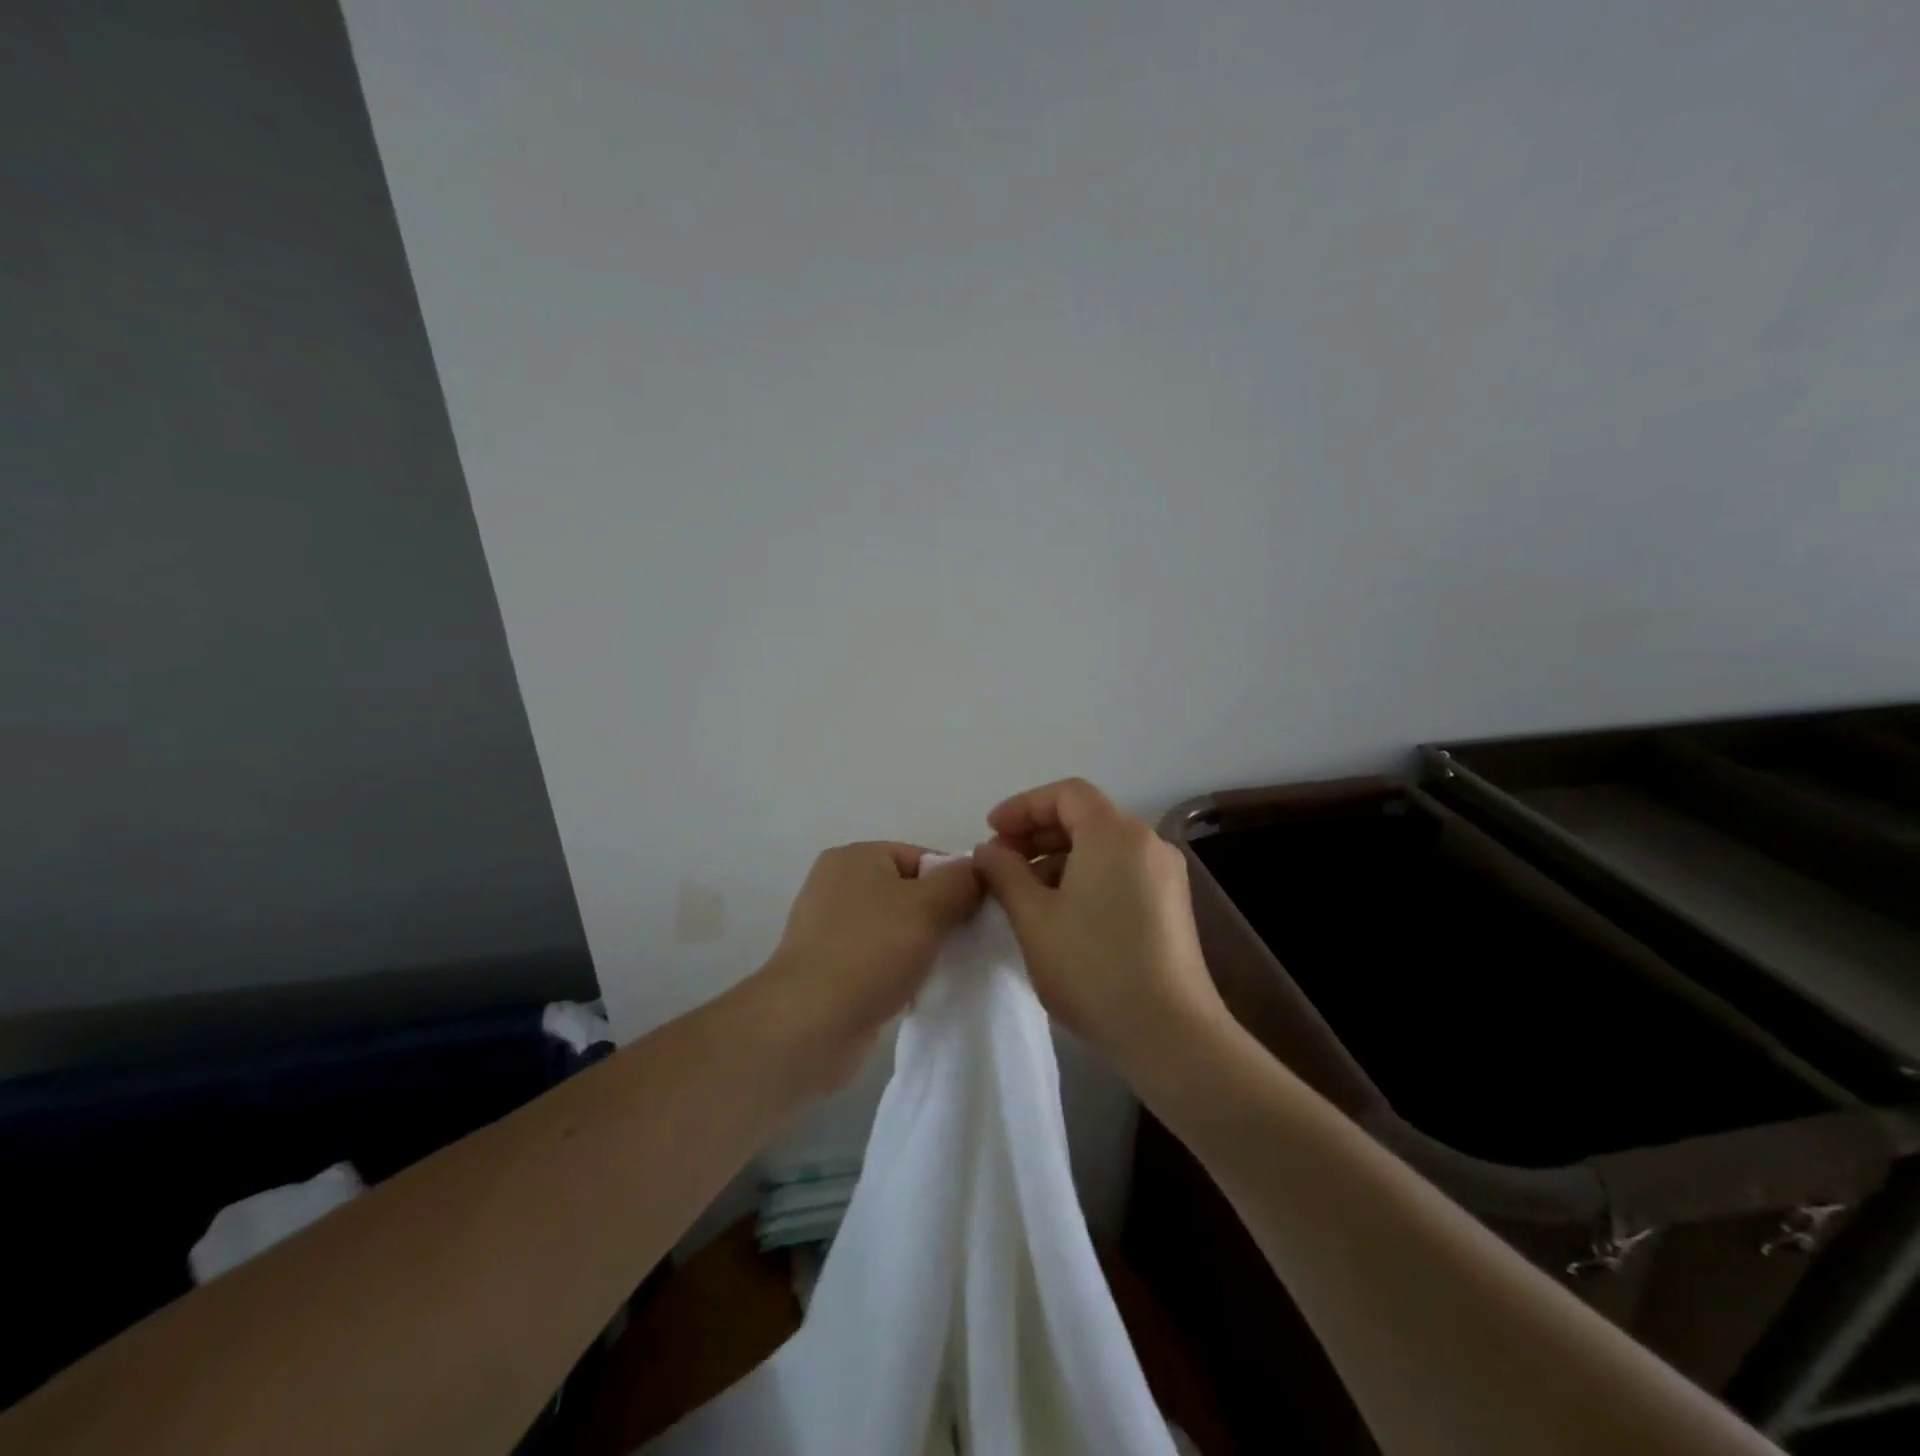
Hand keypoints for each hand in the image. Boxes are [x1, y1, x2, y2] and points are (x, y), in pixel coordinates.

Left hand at [751, 842, 982, 1092]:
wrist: (809, 1025)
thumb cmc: (870, 953)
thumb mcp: (928, 907)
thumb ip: (961, 882)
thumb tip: (981, 869)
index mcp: (855, 857)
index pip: (922, 857)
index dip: (955, 883)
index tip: (979, 915)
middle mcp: (838, 885)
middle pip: (910, 892)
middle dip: (941, 916)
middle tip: (968, 943)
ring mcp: (830, 928)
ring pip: (896, 928)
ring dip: (922, 947)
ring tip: (946, 968)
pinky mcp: (830, 968)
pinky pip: (879, 958)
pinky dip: (900, 970)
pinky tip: (919, 990)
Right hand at [973, 779, 1229, 1082]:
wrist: (1170, 1033)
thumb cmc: (1092, 967)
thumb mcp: (1033, 918)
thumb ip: (1005, 873)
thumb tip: (989, 850)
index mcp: (1115, 833)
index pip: (1066, 794)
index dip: (1023, 807)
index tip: (991, 833)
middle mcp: (1147, 843)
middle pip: (1086, 817)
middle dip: (1037, 834)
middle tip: (1001, 864)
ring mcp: (1165, 875)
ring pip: (1102, 848)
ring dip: (1059, 859)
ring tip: (1025, 895)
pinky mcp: (1172, 905)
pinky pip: (1121, 872)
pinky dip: (1086, 878)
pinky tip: (1062, 914)